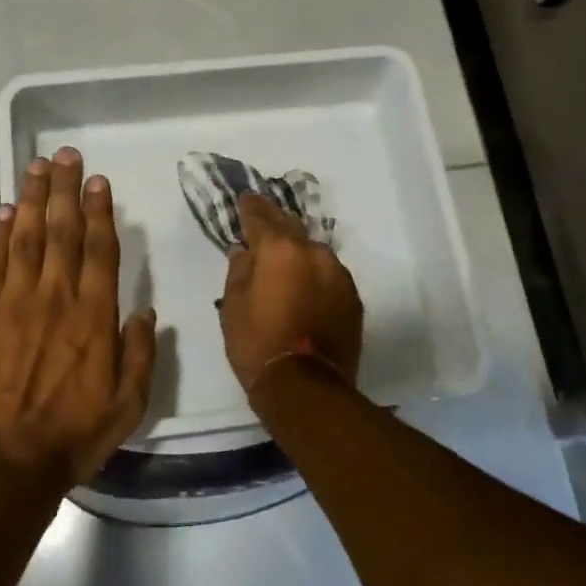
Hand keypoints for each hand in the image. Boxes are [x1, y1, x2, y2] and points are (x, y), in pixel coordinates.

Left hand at [0, 147, 156, 485]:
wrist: (5, 464)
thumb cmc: (73, 436)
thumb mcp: (129, 404)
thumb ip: (140, 353)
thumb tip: (144, 310)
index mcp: (95, 316)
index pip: (100, 249)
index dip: (100, 211)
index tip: (98, 181)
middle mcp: (56, 297)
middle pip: (61, 230)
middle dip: (64, 189)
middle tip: (66, 154)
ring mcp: (13, 303)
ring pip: (24, 238)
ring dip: (30, 198)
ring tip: (35, 166)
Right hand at [218, 192, 363, 394]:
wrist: (307, 387)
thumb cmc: (258, 344)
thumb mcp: (232, 306)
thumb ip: (239, 271)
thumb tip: (245, 251)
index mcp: (280, 249)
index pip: (261, 217)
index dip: (250, 207)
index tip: (244, 199)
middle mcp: (313, 252)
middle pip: (291, 227)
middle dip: (274, 221)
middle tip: (262, 215)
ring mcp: (338, 274)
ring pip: (313, 251)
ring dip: (297, 250)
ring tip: (284, 256)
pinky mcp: (352, 297)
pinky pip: (327, 274)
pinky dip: (314, 273)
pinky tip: (305, 283)